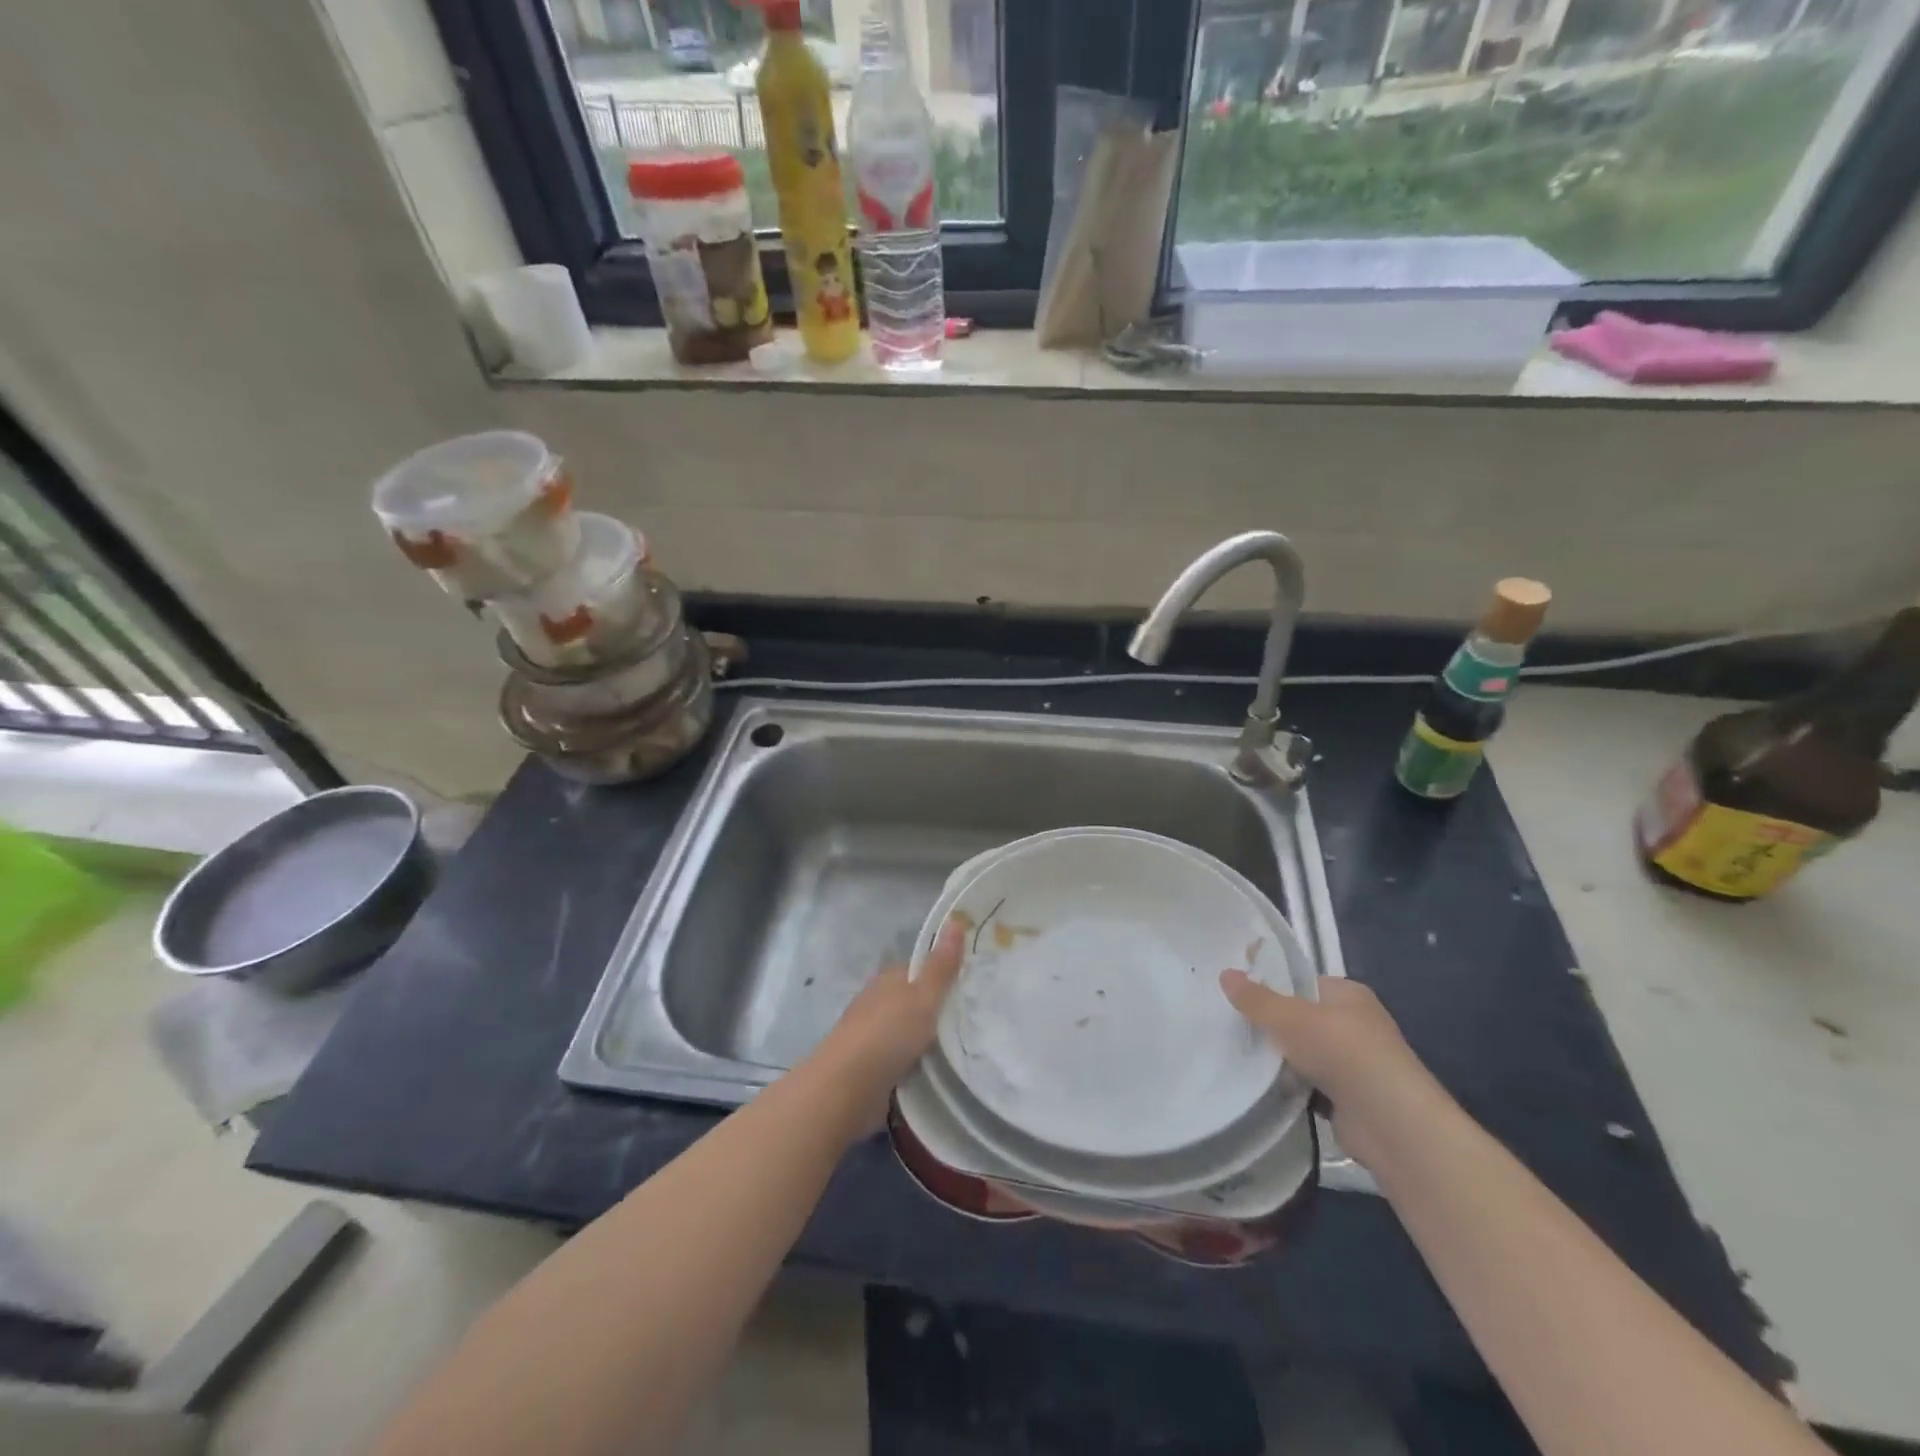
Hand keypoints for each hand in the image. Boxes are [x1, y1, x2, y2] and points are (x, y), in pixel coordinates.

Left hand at [812, 917, 966, 1124]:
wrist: (846, 1088)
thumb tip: (957, 919)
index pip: (918, 968)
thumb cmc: (888, 1034)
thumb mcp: (923, 996)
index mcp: (888, 979)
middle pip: (912, 1000)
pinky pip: (901, 1059)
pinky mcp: (870, 1067)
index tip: (970, 984)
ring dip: (926, 1038)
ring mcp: (871, 1036)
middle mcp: (877, 1003)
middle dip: (936, 1008)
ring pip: (907, 1030)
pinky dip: (917, 1062)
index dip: (942, 973)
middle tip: (975, 1018)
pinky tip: (938, 1070)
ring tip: (964, 1047)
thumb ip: (941, 965)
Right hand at [1219, 970, 1438, 1167]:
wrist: (1389, 1122)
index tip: (1238, 995)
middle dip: (1272, 1027)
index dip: (1271, 986)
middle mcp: (1355, 1024)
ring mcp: (1355, 1063)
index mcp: (1348, 994)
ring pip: (1303, 1053)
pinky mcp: (1350, 1098)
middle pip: (1300, 1018)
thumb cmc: (1341, 1051)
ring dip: (1280, 1061)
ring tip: (1242, 1058)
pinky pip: (1310, 1084)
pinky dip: (1293, 1087)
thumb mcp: (1288, 1017)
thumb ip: (1255, 998)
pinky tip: (1267, 1088)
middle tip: (1235, 1028)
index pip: (1301, 982)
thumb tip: (1225, 974)